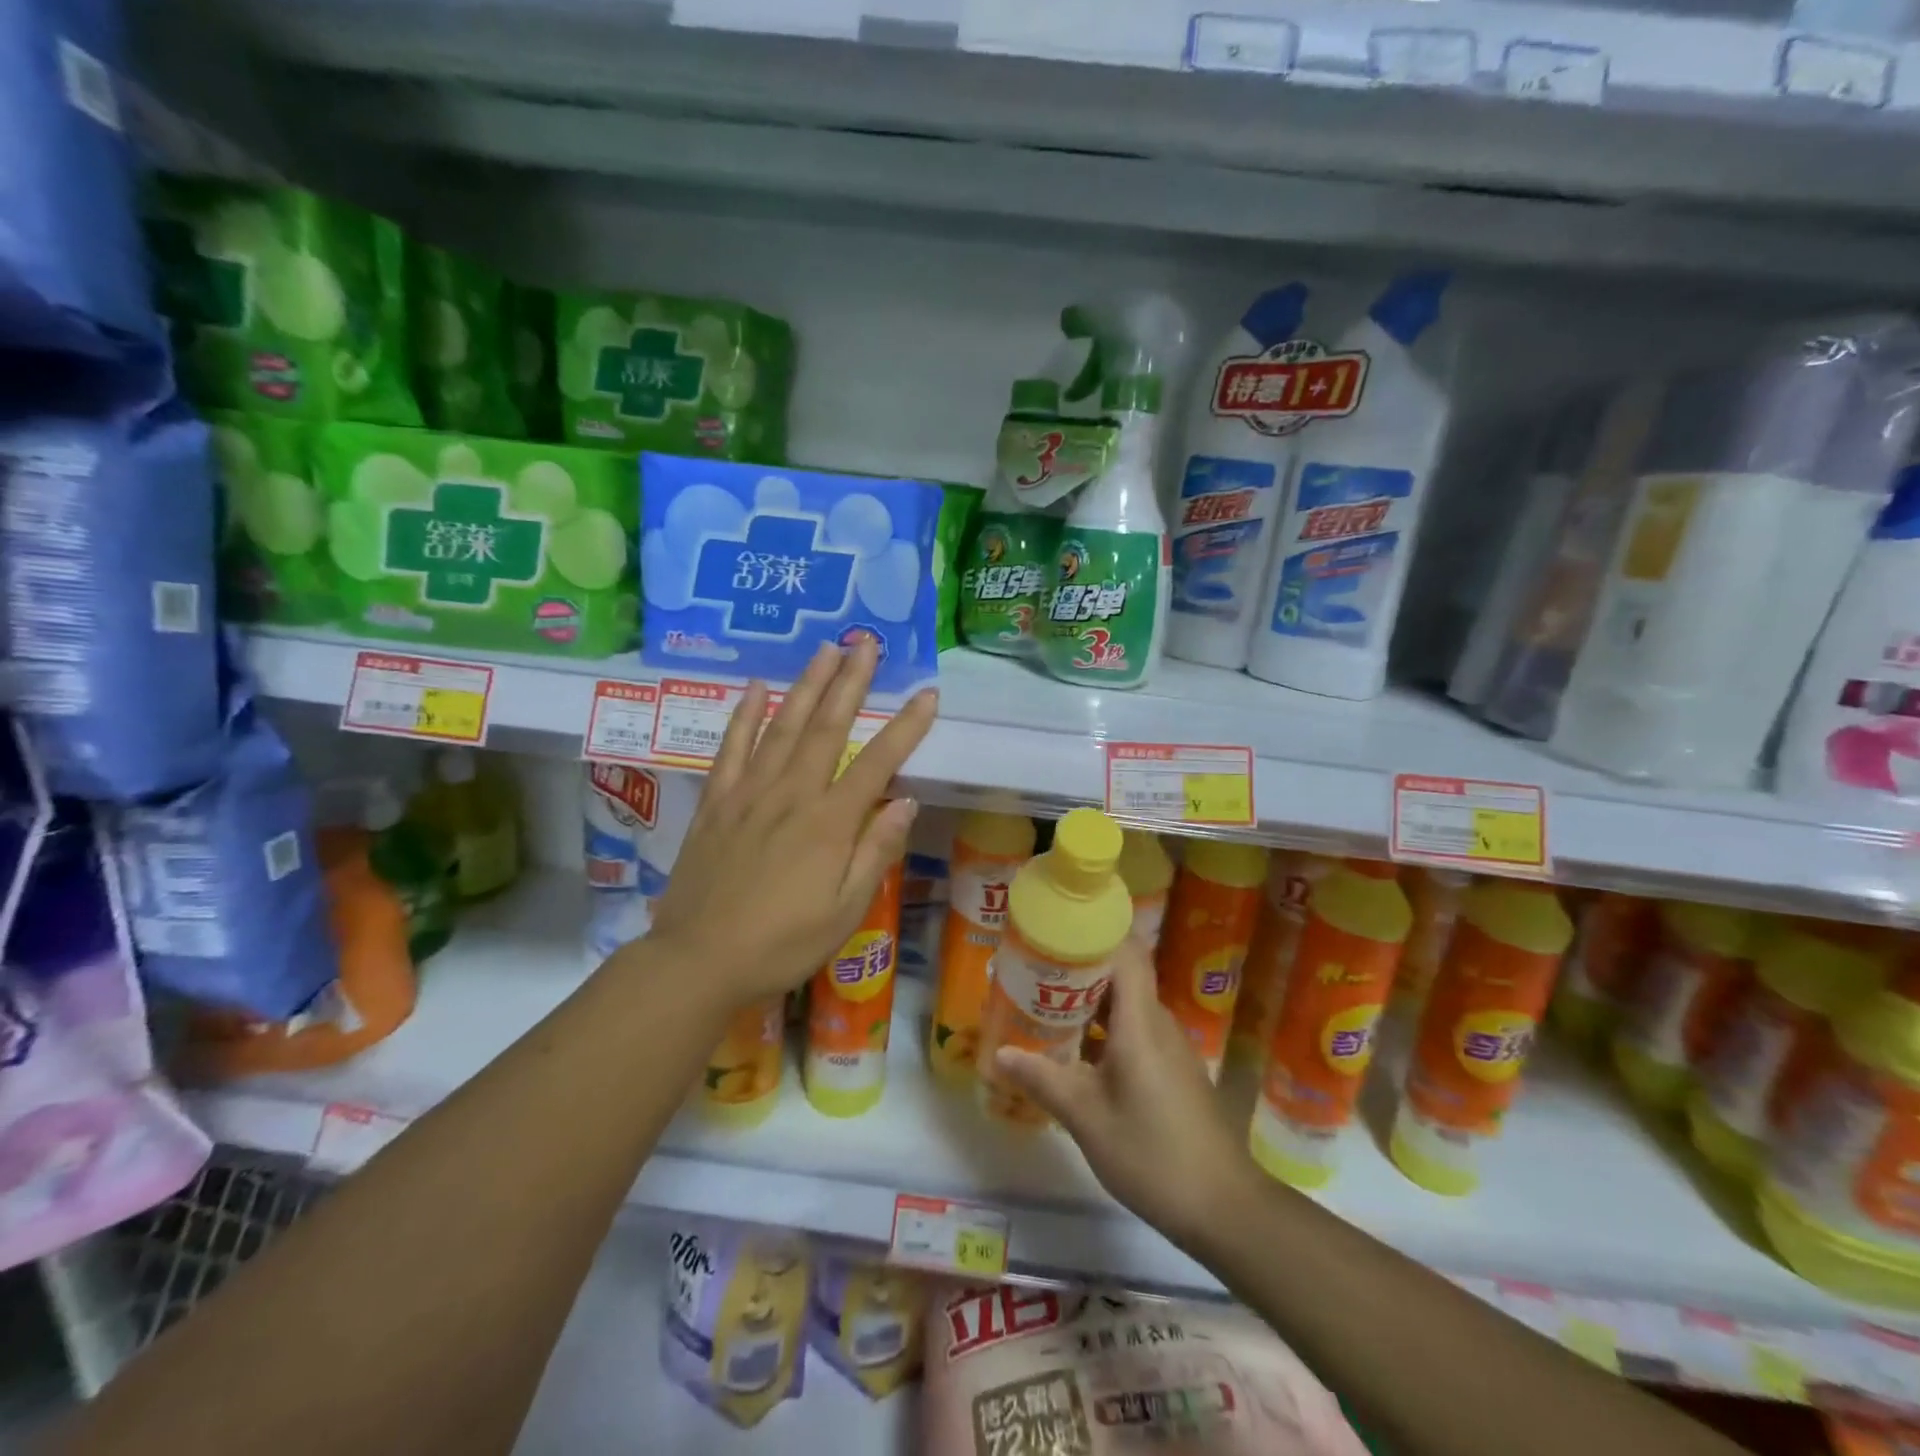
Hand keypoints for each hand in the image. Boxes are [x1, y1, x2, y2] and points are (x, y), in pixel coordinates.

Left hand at [638, 640, 935, 1008]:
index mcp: (830, 823)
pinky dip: (744, 715)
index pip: (877, 763)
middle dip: (851, 681)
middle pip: (828, 727)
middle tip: (867, 642)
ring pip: (782, 726)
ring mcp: (749, 794)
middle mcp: (792, 795)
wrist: (698, 961)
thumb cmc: (782, 944)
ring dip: (806, 684)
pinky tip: (755, 687)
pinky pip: (731, 748)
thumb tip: (906, 801)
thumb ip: (876, 852)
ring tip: (824, 649)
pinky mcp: (716, 802)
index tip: (927, 694)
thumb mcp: (845, 910)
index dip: (906, 727)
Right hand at [992, 938, 1257, 1248]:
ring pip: (1127, 1006)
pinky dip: (1106, 1031)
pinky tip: (1078, 1054)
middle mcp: (1159, 1023)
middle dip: (1078, 971)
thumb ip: (1042, 1079)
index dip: (1093, 934)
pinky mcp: (1174, 1071)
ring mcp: (1170, 1047)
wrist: (1223, 1207)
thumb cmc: (1151, 1152)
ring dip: (1090, 1004)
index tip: (1054, 932)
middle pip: (1121, 976)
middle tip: (1034, 973)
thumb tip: (999, 1054)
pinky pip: (1136, 1031)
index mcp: (1140, 1021)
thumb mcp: (1086, 1117)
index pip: (1125, 953)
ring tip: (1046, 1009)